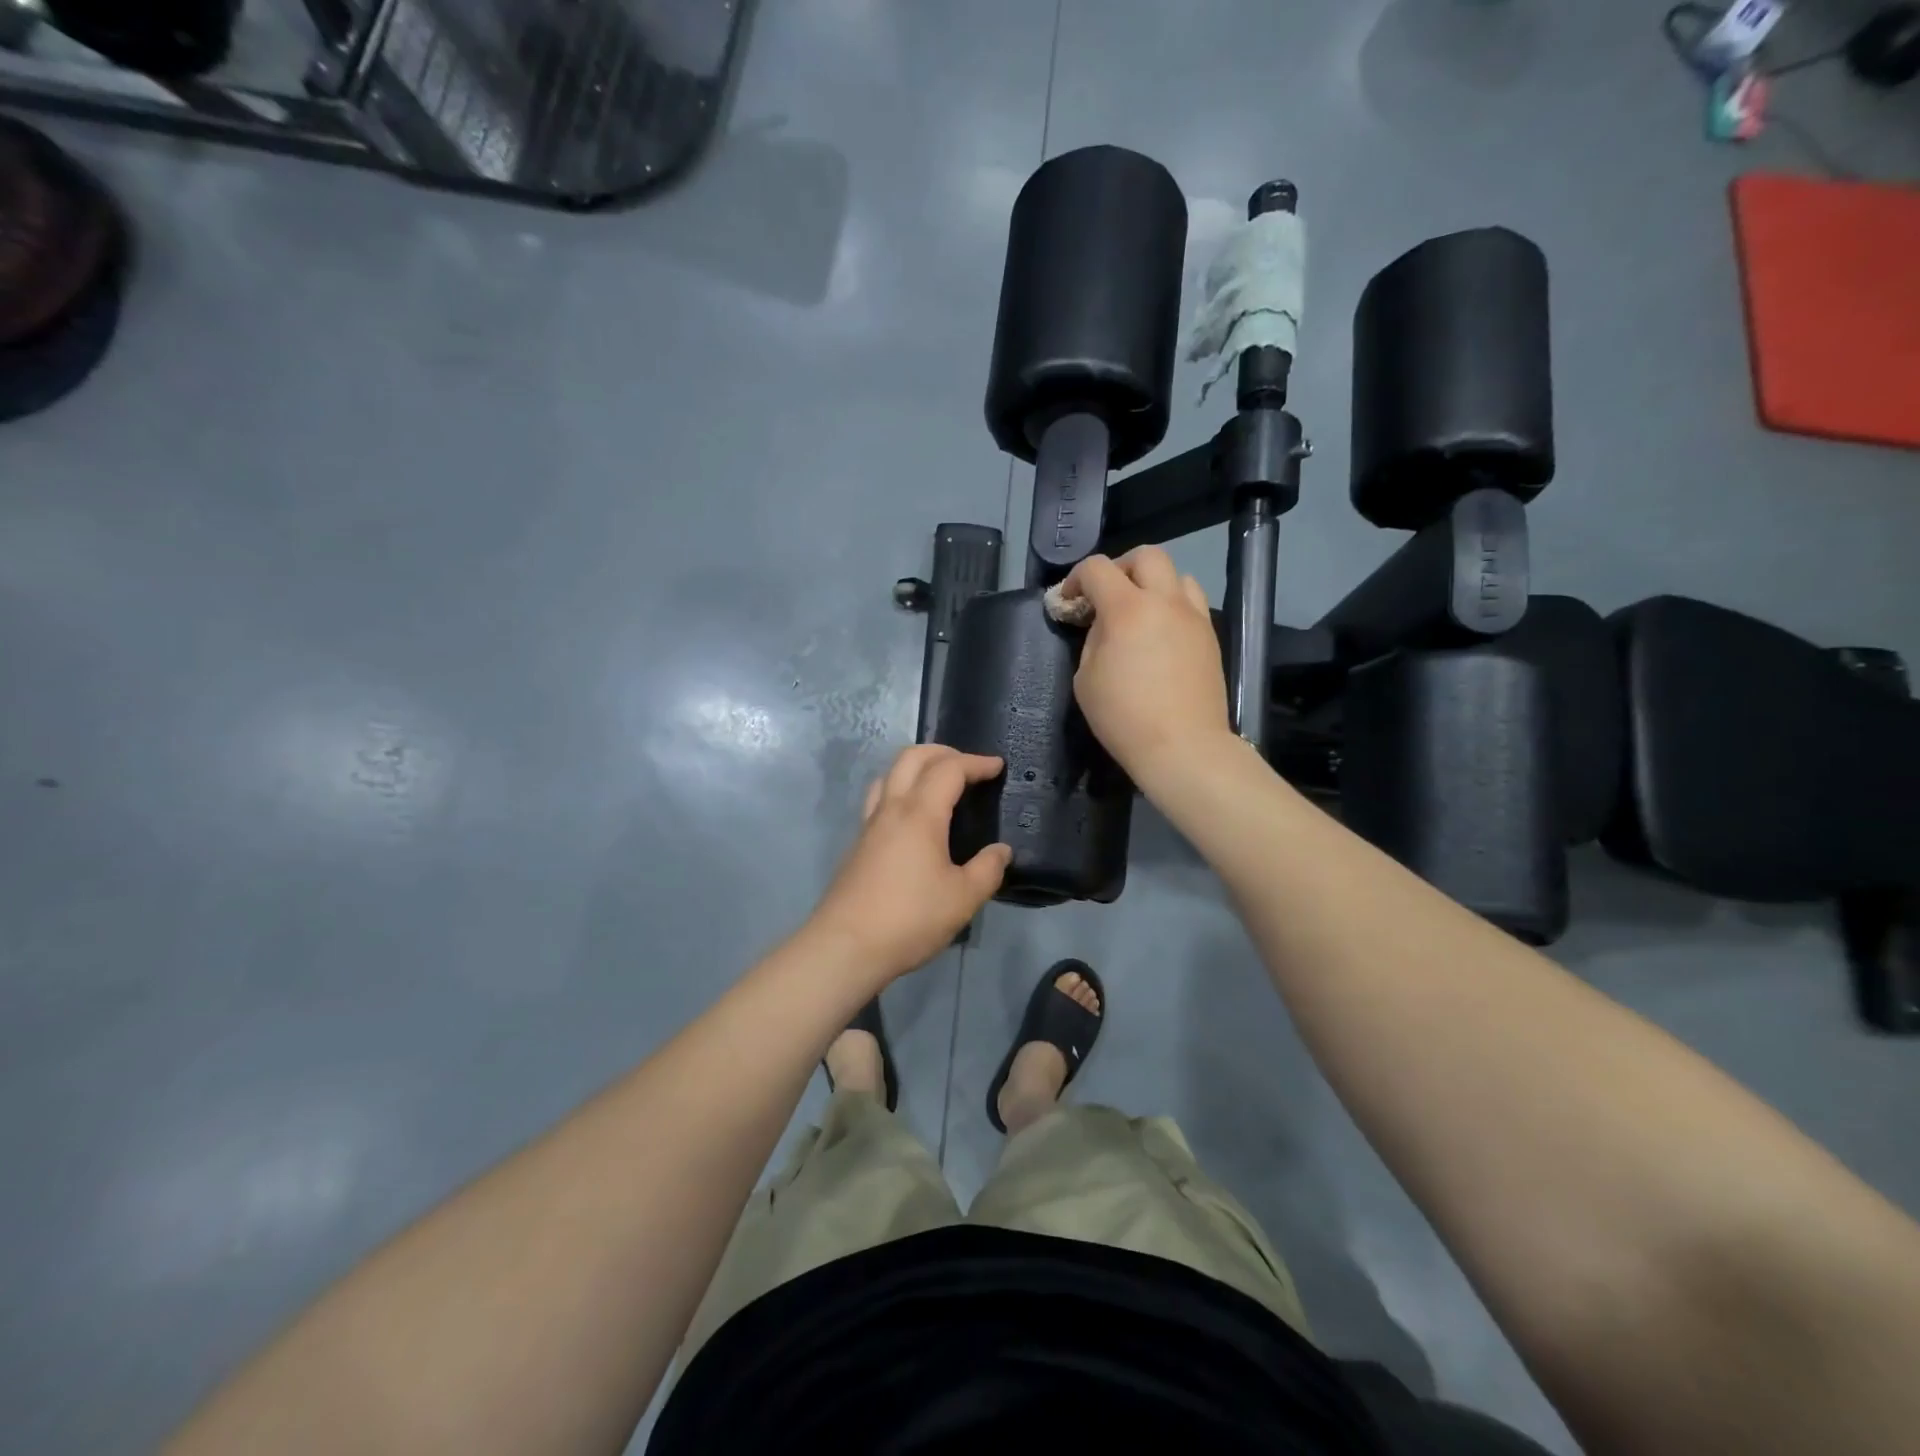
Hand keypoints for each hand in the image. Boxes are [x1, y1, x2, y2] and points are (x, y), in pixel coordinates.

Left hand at [808, 745, 1011, 982]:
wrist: (845, 947)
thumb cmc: (910, 918)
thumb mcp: (963, 898)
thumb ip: (987, 870)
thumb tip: (1001, 851)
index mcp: (919, 814)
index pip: (949, 770)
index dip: (976, 763)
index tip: (997, 766)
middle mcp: (891, 809)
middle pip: (911, 758)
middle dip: (943, 752)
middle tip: (968, 766)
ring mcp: (869, 825)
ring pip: (889, 775)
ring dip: (916, 767)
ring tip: (938, 783)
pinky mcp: (858, 845)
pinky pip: (879, 799)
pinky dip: (900, 790)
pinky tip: (913, 818)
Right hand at [1057, 547, 1232, 779]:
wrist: (1183, 746)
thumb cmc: (1124, 717)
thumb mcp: (1086, 679)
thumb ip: (1094, 640)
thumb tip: (1105, 626)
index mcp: (1127, 609)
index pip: (1097, 568)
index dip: (1075, 578)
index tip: (1069, 602)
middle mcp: (1164, 602)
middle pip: (1146, 555)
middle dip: (1120, 567)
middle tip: (1107, 596)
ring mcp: (1193, 617)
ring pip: (1177, 575)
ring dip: (1153, 583)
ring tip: (1140, 611)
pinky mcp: (1210, 636)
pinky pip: (1191, 602)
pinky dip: (1173, 605)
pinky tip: (1161, 634)